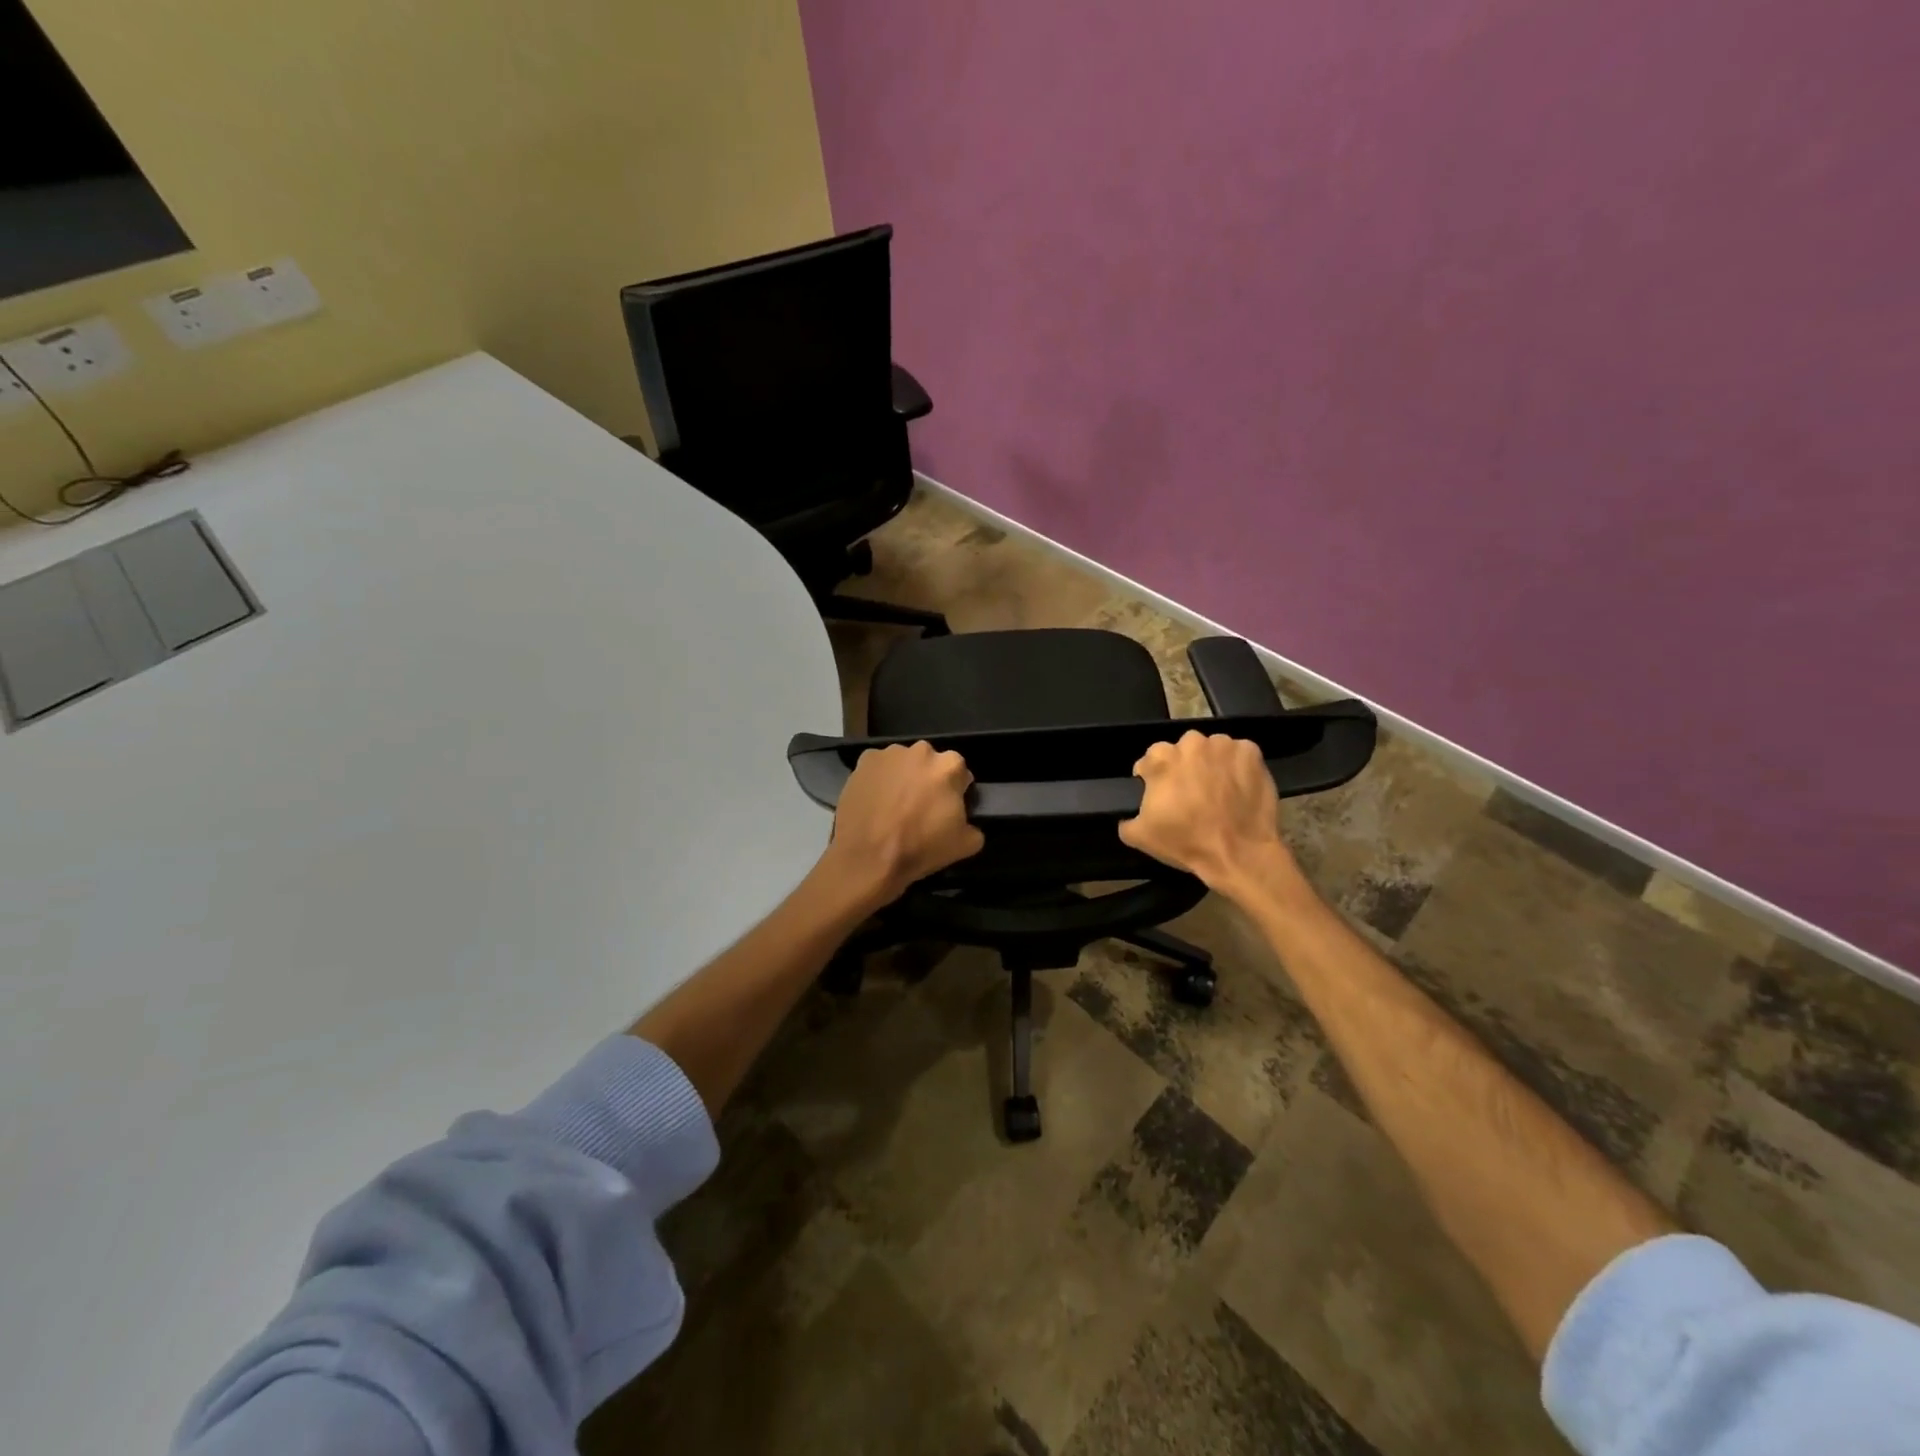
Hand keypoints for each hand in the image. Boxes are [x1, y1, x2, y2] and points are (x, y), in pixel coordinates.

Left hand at [823, 742, 984, 904]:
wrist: (868, 858)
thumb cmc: (920, 848)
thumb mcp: (966, 845)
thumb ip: (974, 826)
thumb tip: (967, 822)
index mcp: (950, 766)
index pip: (960, 774)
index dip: (954, 792)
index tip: (945, 809)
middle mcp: (921, 751)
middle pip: (930, 764)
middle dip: (927, 780)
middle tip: (919, 807)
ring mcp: (890, 753)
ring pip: (903, 764)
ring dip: (903, 778)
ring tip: (893, 806)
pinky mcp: (864, 761)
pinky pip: (878, 768)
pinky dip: (878, 780)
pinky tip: (874, 802)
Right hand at [1119, 731, 1297, 895]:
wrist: (1239, 853)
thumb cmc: (1187, 842)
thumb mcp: (1140, 837)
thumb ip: (1126, 820)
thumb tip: (1126, 817)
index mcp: (1161, 759)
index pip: (1150, 759)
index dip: (1153, 777)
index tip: (1161, 795)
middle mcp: (1191, 744)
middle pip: (1182, 750)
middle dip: (1184, 767)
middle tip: (1191, 793)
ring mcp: (1223, 745)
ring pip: (1211, 749)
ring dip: (1211, 764)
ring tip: (1218, 790)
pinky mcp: (1251, 752)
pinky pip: (1239, 753)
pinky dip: (1238, 766)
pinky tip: (1239, 787)